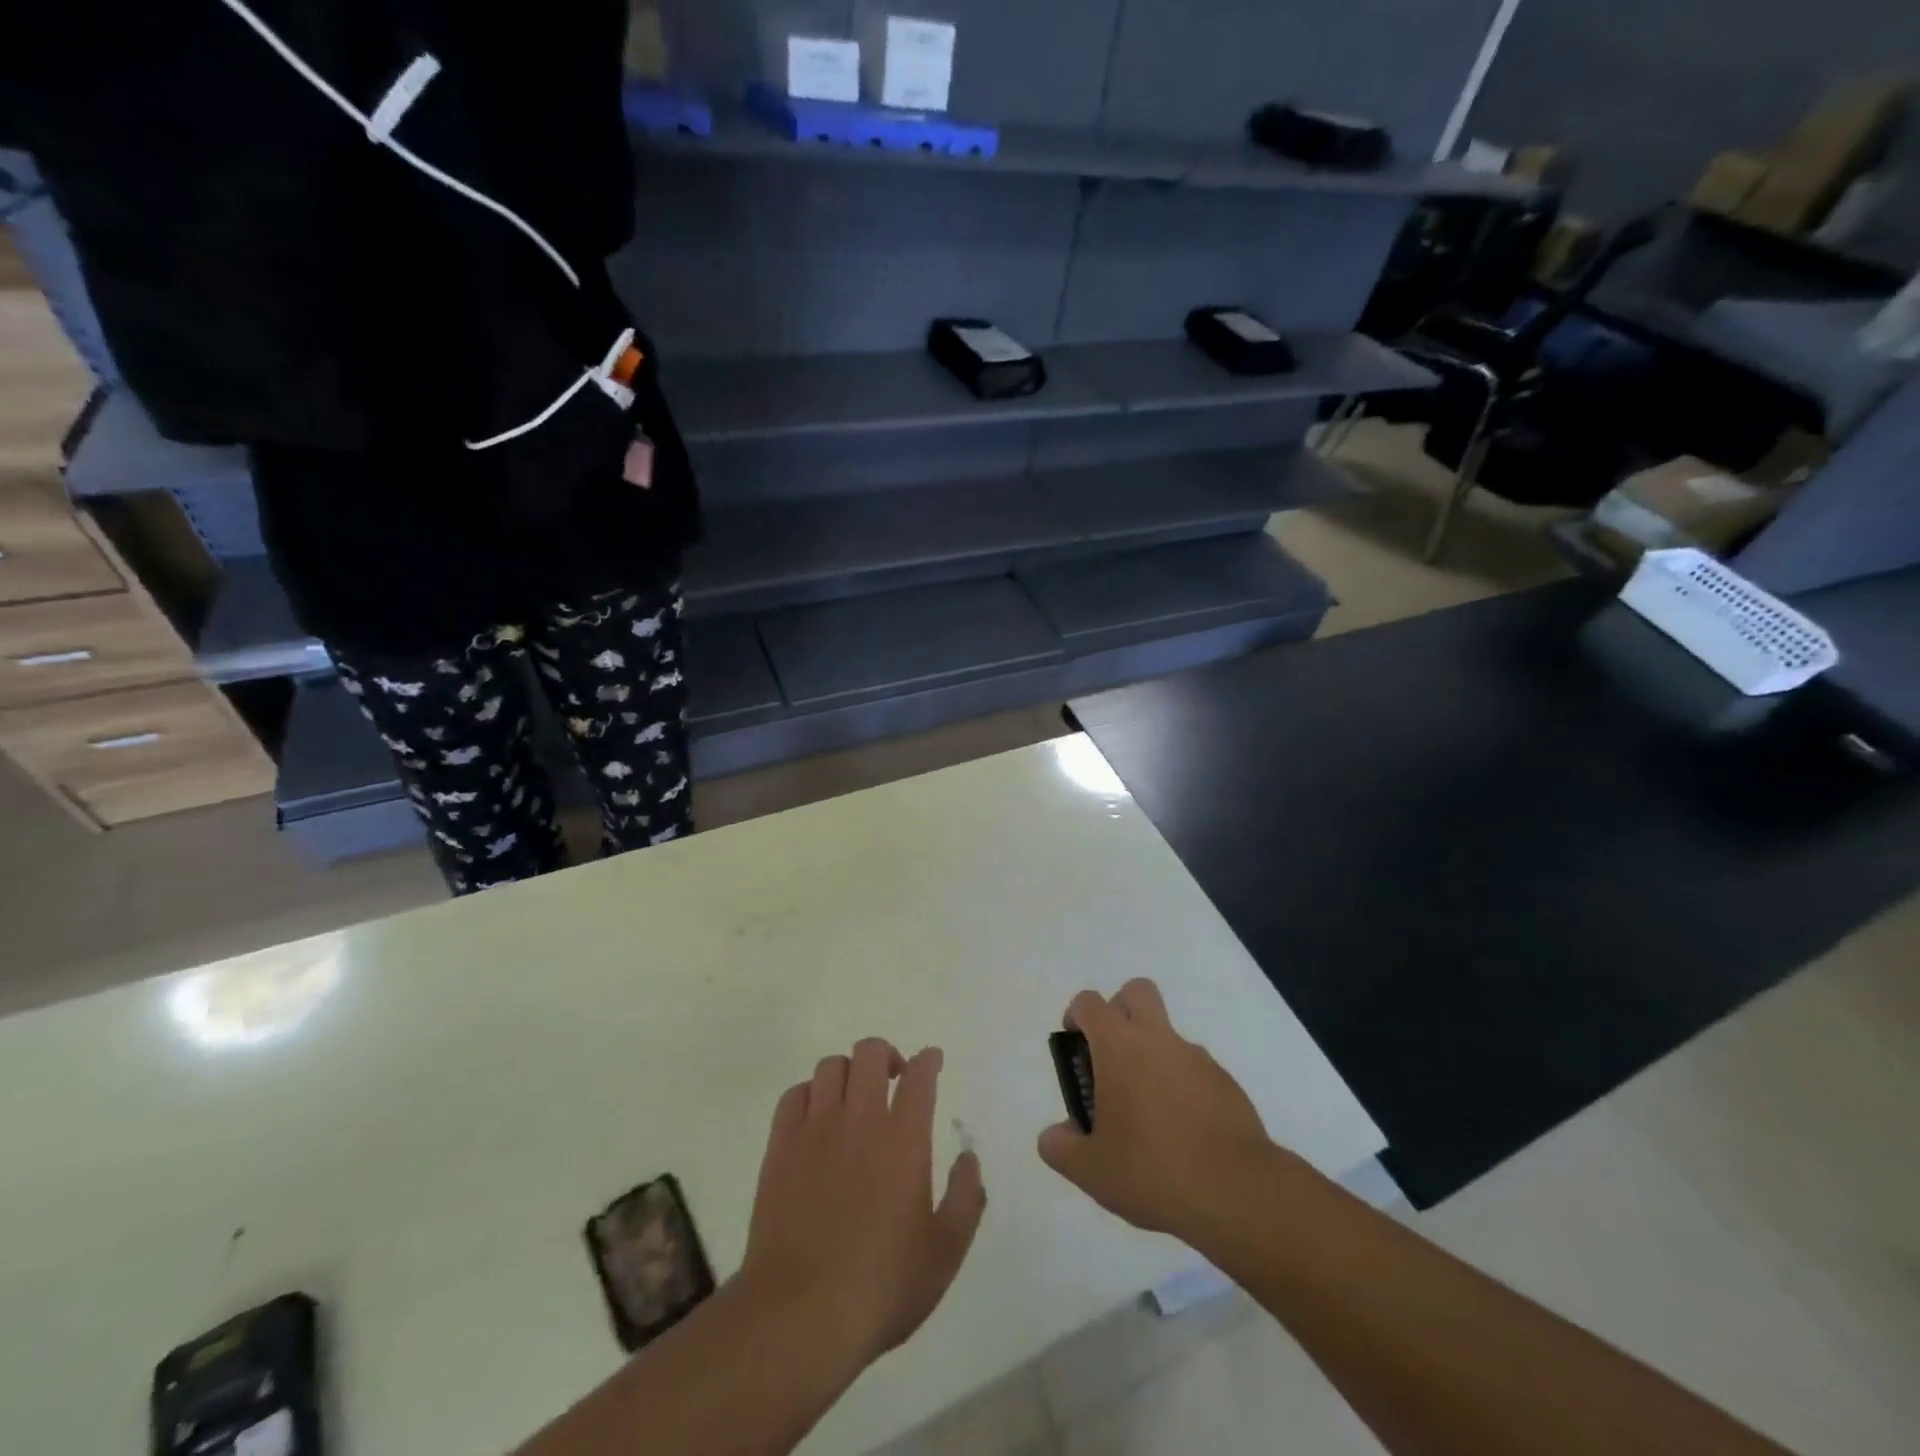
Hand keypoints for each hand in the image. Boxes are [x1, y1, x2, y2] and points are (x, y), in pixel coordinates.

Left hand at [740, 1040, 985, 1366]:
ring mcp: (815, 1130)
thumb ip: (964, 1199)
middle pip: (870, 1053)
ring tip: (854, 1097)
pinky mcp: (780, 1147)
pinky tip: (816, 1117)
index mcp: (904, 1140)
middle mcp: (860, 1120)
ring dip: (849, 1072)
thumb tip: (969, 1158)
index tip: (932, 1061)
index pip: (919, 1077)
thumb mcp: (944, 1254)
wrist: (800, 1315)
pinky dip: (810, 1094)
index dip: (928, 1061)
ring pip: (831, 1066)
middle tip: (894, 1078)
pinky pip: (794, 1095)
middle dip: (886, 1055)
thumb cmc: (881, 1286)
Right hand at [1038, 979, 1273, 1240]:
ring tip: (1148, 1112)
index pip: (1089, 1003)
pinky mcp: (1225, 1082)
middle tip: (1112, 1054)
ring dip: (1153, 1054)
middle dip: (1120, 1009)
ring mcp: (1196, 1057)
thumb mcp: (1091, 1170)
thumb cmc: (1152, 1170)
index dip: (1077, 1015)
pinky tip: (1183, 1132)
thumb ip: (1061, 1148)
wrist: (1235, 1191)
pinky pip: (1195, 1069)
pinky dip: (1183, 1085)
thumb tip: (1054, 1135)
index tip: (1076, 1044)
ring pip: (1167, 1033)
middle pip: (1136, 991)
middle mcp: (1157, 1039)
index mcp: (1119, 1046)